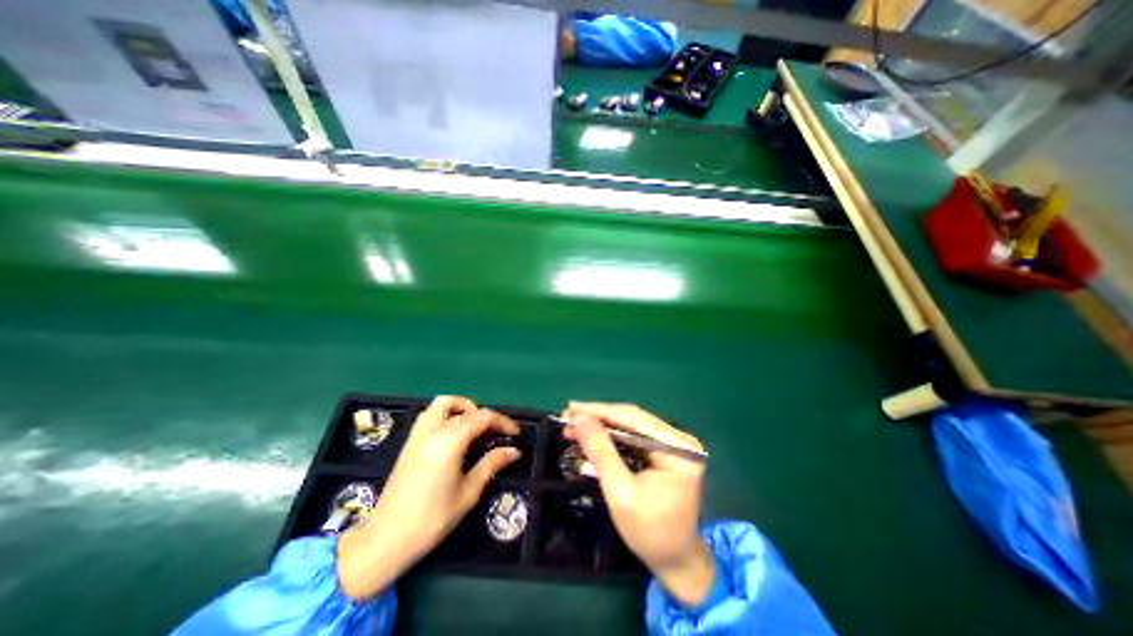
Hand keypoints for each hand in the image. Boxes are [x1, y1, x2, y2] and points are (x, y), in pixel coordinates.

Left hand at [333, 395, 516, 598]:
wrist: (385, 541)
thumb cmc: (432, 519)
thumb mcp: (468, 492)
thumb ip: (491, 464)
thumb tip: (514, 451)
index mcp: (449, 441)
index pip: (482, 417)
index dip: (502, 422)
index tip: (515, 433)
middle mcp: (433, 430)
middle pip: (464, 407)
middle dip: (484, 415)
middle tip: (493, 433)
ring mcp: (418, 434)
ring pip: (443, 404)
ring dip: (462, 408)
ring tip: (474, 429)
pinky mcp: (409, 442)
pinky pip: (431, 414)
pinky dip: (447, 414)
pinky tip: (454, 437)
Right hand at [562, 401, 710, 604]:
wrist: (675, 561)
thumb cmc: (650, 533)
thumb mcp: (620, 492)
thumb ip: (601, 452)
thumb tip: (580, 418)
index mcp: (678, 449)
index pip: (634, 419)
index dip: (599, 412)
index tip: (571, 408)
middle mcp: (679, 439)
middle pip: (632, 419)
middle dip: (598, 418)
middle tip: (568, 415)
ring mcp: (673, 444)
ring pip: (630, 425)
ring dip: (601, 425)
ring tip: (574, 424)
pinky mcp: (664, 450)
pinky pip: (633, 436)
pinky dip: (610, 436)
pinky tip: (592, 434)